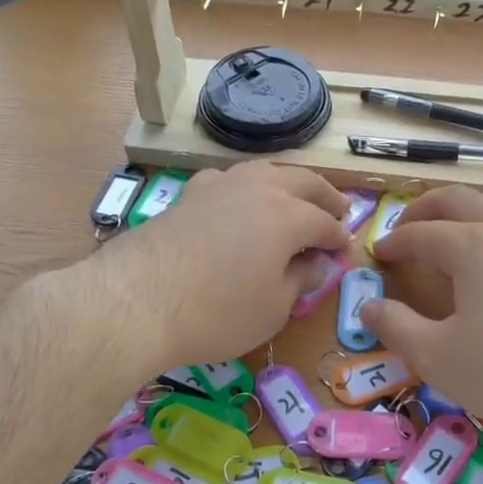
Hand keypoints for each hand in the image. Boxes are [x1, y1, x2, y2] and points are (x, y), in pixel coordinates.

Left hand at [86, 162, 348, 376]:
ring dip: (288, 183)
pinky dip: (247, 186)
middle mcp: (257, 188)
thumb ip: (299, 281)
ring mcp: (219, 185)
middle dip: (325, 196)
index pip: (324, 222)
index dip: (339, 238)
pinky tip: (241, 199)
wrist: (135, 299)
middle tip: (340, 210)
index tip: (346, 251)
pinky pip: (229, 179)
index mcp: (287, 215)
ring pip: (265, 171)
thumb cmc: (216, 312)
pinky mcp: (188, 194)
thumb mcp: (272, 308)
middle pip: (302, 182)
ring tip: (296, 198)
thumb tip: (315, 264)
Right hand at [360, 187, 482, 446]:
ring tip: (455, 230)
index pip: (422, 232)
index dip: (395, 240)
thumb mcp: (438, 358)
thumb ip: (396, 328)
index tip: (378, 252)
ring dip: (469, 208)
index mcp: (473, 246)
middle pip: (461, 199)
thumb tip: (367, 307)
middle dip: (427, 208)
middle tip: (408, 226)